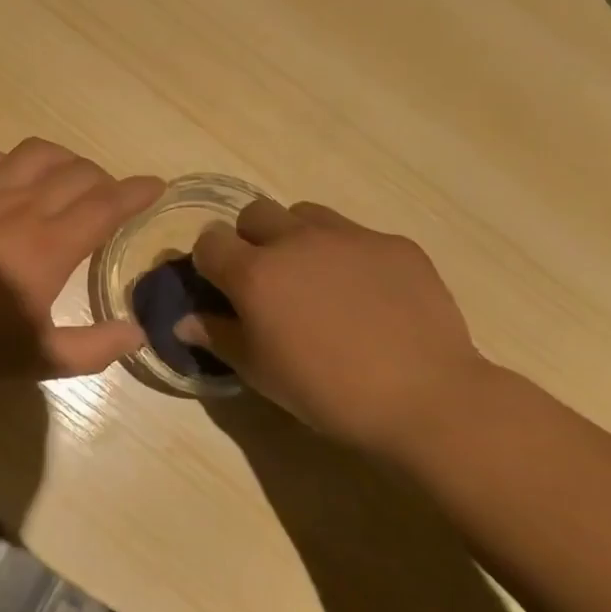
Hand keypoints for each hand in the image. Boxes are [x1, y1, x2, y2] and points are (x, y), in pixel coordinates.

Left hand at [0, 139, 164, 384]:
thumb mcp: (37, 360)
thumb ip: (94, 349)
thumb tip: (138, 331)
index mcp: (50, 247)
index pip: (107, 204)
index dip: (137, 191)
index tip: (155, 185)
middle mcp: (23, 207)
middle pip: (78, 172)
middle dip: (104, 179)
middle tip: (108, 199)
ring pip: (37, 153)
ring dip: (63, 160)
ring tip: (67, 179)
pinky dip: (9, 159)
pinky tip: (10, 178)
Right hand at [182, 199, 496, 456]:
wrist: (425, 398)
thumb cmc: (327, 392)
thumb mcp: (261, 373)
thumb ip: (219, 336)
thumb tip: (185, 319)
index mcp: (256, 272)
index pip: (209, 241)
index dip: (210, 262)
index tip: (222, 287)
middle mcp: (296, 240)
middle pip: (254, 213)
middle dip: (250, 239)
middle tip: (269, 280)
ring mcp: (349, 236)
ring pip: (305, 214)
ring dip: (298, 237)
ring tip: (318, 279)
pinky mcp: (393, 243)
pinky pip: (356, 235)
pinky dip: (348, 255)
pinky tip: (369, 295)